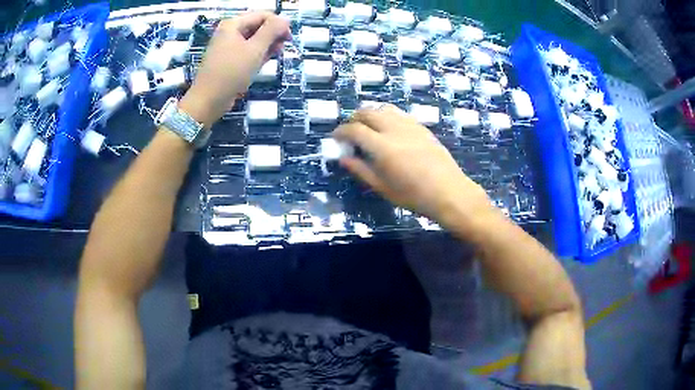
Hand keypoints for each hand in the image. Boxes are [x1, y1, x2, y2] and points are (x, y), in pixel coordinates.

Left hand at [179, 12, 290, 127]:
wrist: (208, 100)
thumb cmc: (231, 72)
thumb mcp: (255, 49)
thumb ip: (272, 31)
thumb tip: (285, 19)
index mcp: (233, 24)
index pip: (263, 15)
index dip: (278, 24)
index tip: (289, 39)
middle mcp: (229, 32)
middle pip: (258, 26)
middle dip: (272, 35)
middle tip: (282, 49)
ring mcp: (227, 46)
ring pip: (253, 40)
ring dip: (266, 46)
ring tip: (273, 57)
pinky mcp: (228, 60)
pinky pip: (247, 51)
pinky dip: (256, 55)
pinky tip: (262, 63)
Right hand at [333, 105, 492, 226]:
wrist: (449, 192)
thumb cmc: (414, 196)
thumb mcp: (383, 188)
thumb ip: (361, 170)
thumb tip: (343, 158)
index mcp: (382, 147)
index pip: (354, 129)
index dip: (341, 131)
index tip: (336, 137)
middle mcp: (394, 129)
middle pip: (368, 112)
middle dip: (354, 118)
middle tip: (350, 132)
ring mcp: (410, 125)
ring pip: (384, 108)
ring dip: (371, 114)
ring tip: (369, 128)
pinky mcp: (421, 127)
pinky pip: (399, 113)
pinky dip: (387, 116)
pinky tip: (389, 130)